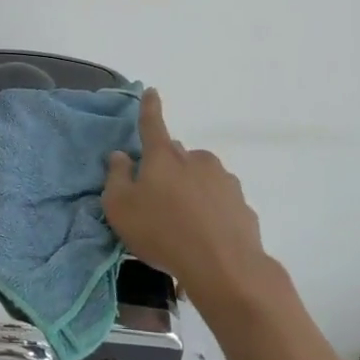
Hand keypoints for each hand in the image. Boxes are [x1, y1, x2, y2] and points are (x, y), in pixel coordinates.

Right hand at [103, 88, 267, 309]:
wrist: (224, 267)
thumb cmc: (162, 232)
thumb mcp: (121, 207)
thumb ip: (116, 177)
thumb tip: (120, 155)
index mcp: (164, 156)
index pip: (153, 123)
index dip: (150, 107)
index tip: (152, 91)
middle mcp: (196, 159)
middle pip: (177, 156)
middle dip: (168, 169)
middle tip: (158, 199)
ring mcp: (224, 180)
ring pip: (201, 178)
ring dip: (191, 192)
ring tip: (183, 227)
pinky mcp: (243, 205)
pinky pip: (220, 203)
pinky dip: (212, 213)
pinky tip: (206, 238)